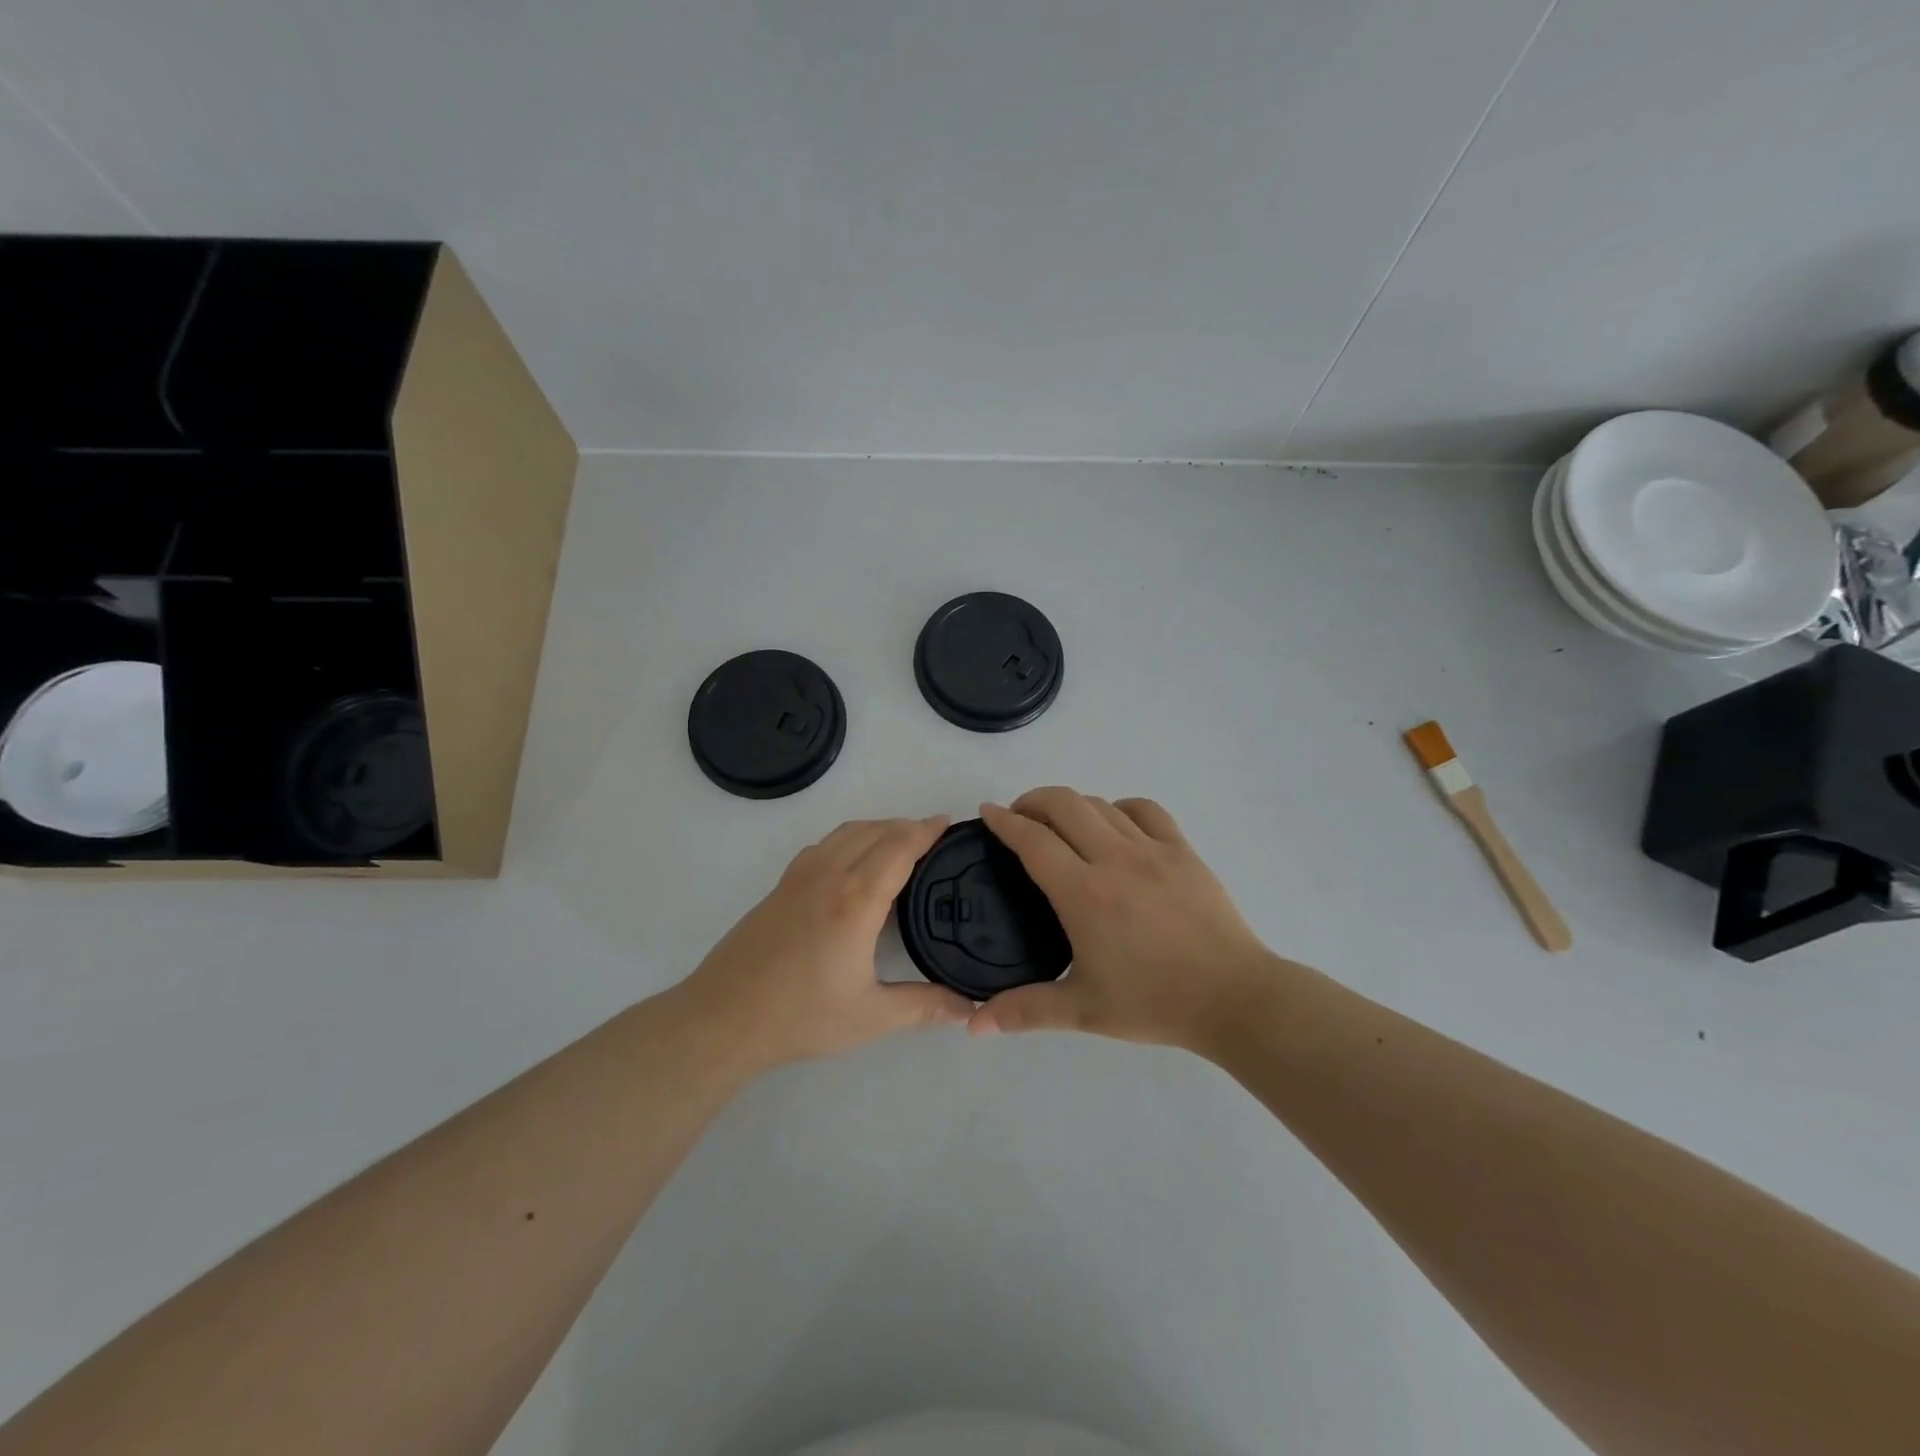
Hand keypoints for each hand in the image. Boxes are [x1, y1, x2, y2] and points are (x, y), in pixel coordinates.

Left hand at [675, 816, 973, 1073]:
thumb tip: (971, 1009)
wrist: (723, 1018)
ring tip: (899, 842)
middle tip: (933, 836)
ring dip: (877, 827)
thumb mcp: (870, 1017)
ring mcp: (799, 877)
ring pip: (845, 832)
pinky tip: (853, 862)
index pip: (899, 847)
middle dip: (907, 825)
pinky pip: (824, 844)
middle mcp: (829, 876)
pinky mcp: (780, 886)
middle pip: (874, 831)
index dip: (926, 830)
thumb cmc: (800, 1017)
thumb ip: (924, 1007)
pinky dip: (849, 838)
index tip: (948, 823)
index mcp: (856, 900)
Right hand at [972, 788, 1275, 1050]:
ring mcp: (1152, 849)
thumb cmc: (1155, 1003)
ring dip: (1072, 804)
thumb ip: (1025, 1010)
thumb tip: (974, 1025)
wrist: (1233, 998)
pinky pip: (1145, 810)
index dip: (1004, 821)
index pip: (1033, 840)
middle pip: (1064, 804)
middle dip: (1033, 800)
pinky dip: (1120, 808)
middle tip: (1019, 817)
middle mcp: (1114, 859)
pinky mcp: (1183, 850)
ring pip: (1101, 804)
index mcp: (1084, 893)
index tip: (988, 812)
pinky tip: (1115, 824)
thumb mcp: (1083, 1011)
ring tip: (1060, 822)